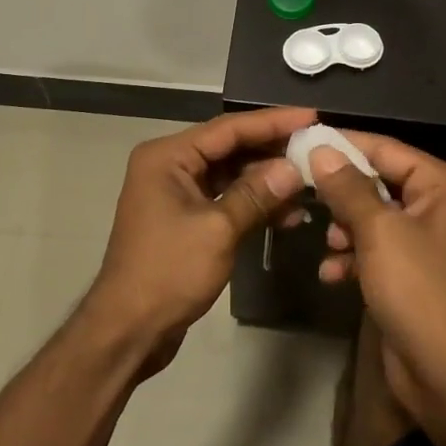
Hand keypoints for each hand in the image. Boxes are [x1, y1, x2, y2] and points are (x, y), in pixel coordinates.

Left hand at [83, 107, 316, 373]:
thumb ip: (256, 195)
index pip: (228, 128)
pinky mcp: (186, 219)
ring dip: (267, 181)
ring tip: (310, 186)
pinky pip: (226, 199)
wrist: (128, 329)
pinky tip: (288, 214)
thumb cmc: (168, 272)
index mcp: (167, 156)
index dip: (272, 121)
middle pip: (230, 148)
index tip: (311, 116)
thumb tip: (294, 169)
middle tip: (316, 149)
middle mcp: (170, 166)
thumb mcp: (217, 230)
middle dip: (272, 151)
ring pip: (231, 175)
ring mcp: (177, 193)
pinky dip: (254, 204)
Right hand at [308, 134, 445, 421]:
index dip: (345, 144)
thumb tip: (320, 150)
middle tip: (302, 189)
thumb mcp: (378, 231)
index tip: (303, 141)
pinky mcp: (415, 271)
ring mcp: (429, 240)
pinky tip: (331, 273)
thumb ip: (347, 187)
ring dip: (346, 228)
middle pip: (380, 182)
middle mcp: (442, 205)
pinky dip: (355, 256)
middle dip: (343, 193)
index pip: (388, 150)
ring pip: (375, 216)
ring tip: (328, 243)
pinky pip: (378, 248)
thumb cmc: (418, 290)